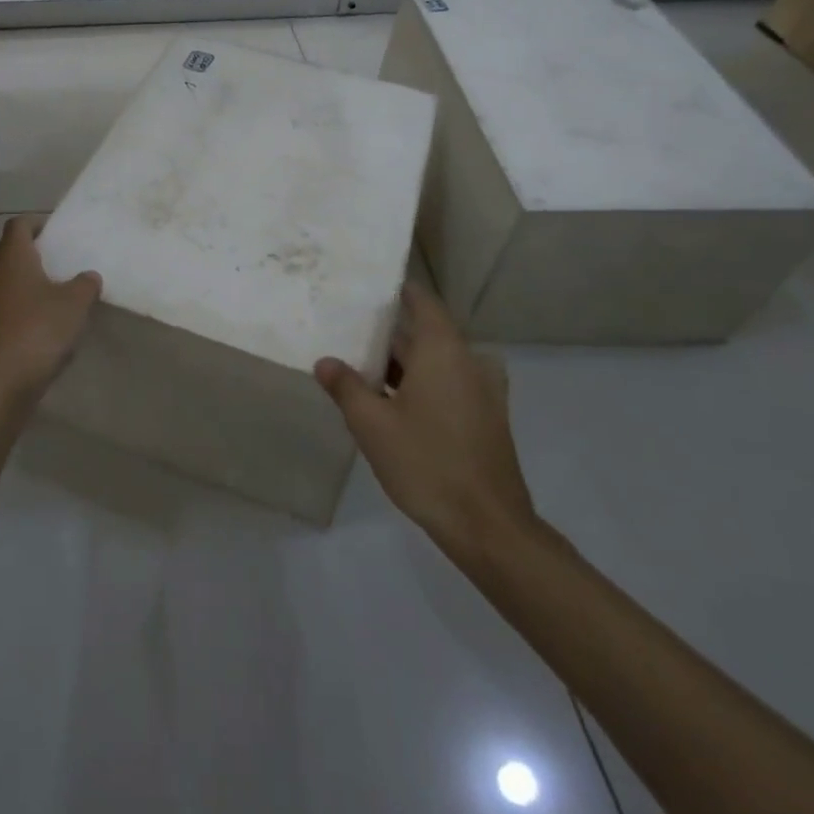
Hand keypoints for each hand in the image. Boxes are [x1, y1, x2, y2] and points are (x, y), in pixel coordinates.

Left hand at [0, 217, 101, 403]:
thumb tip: (89, 276)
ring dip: (27, 282)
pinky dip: (23, 307)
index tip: (55, 230)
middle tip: (58, 259)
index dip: (35, 222)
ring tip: (56, 291)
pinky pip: (6, 307)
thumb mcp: (75, 303)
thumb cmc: (39, 327)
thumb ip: (85, 284)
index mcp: (13, 257)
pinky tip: (45, 322)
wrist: (1, 379)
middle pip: (8, 251)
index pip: (18, 225)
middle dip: (31, 251)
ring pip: (6, 281)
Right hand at [314, 282, 538, 562]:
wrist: (488, 526)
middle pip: (424, 332)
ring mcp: (482, 391)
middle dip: (387, 334)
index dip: (395, 291)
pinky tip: (389, 402)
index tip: (364, 288)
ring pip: (435, 361)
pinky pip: (448, 384)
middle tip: (347, 331)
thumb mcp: (372, 424)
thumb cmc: (427, 463)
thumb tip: (325, 361)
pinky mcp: (485, 417)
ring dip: (402, 363)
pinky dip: (421, 383)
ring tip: (359, 366)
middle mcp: (468, 361)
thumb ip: (346, 386)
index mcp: (443, 350)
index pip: (421, 301)